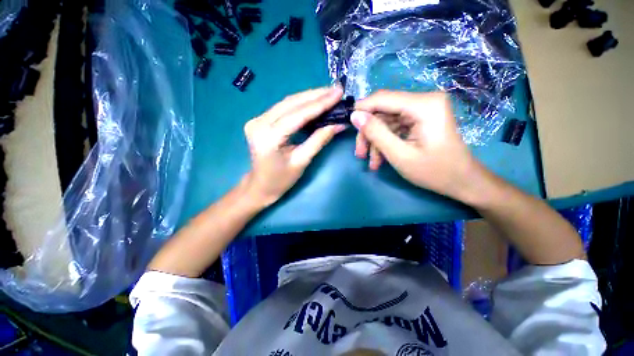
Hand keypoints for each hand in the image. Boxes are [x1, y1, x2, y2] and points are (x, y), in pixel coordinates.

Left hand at [242, 86, 345, 207]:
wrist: (260, 185)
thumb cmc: (281, 179)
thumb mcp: (302, 161)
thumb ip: (319, 140)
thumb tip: (338, 124)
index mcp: (268, 137)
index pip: (297, 115)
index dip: (319, 104)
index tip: (337, 93)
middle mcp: (258, 123)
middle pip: (291, 103)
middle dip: (315, 96)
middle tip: (336, 90)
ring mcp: (257, 119)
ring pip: (287, 103)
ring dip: (309, 97)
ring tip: (328, 93)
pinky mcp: (260, 120)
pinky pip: (283, 108)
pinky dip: (300, 104)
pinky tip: (313, 101)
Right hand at [351, 90, 480, 200]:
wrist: (462, 181)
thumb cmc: (435, 172)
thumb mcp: (400, 155)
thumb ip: (376, 133)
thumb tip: (355, 116)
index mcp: (424, 105)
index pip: (382, 98)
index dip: (361, 110)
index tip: (347, 125)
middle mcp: (424, 101)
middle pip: (383, 111)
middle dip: (369, 133)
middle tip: (360, 154)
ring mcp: (422, 110)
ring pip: (386, 121)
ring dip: (375, 141)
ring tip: (371, 162)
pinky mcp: (420, 119)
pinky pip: (394, 127)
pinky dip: (385, 142)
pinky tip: (380, 160)